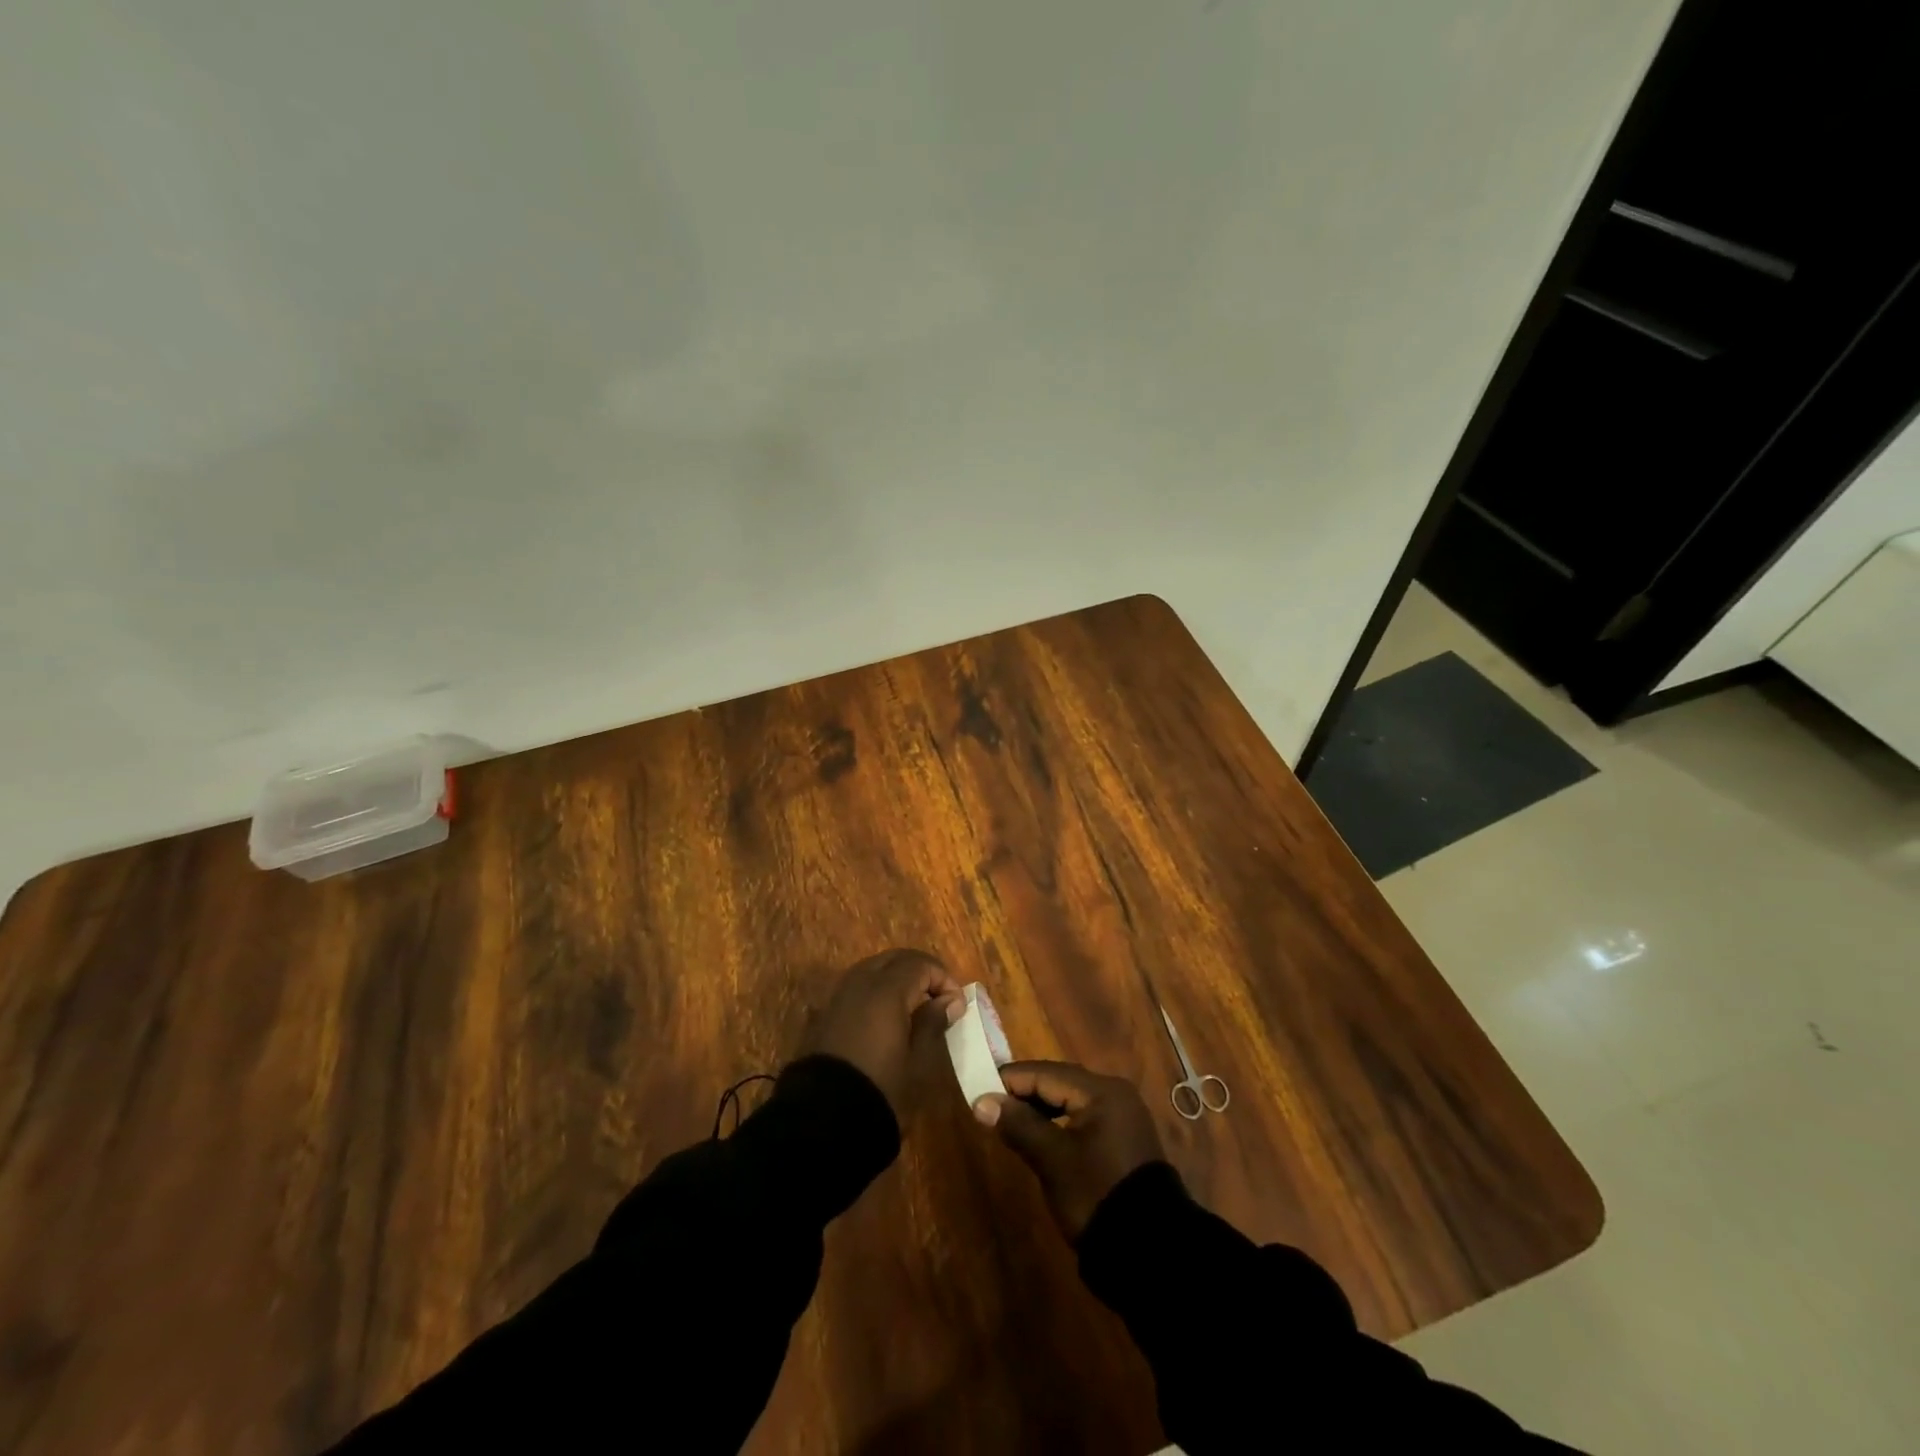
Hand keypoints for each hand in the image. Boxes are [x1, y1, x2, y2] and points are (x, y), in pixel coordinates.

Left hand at [803, 950, 961, 1116]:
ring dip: (895, 978)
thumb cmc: (881, 1090)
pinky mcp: (823, 1014)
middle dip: (919, 971)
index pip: (920, 964)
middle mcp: (859, 982)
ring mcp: (837, 996)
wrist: (823, 1122)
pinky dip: (874, 991)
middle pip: (894, 959)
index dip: (943, 978)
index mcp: (886, 989)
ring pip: (871, 969)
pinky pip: (854, 988)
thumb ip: (933, 1023)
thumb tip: (949, 1000)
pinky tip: (883, 1017)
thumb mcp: (918, 1061)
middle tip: (938, 997)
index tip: (957, 1005)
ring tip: (913, 1005)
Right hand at [974, 1061, 1164, 1239]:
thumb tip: (981, 1102)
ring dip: (1039, 1109)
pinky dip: (1058, 1123)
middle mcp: (1114, 1093)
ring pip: (1070, 1100)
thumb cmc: (1096, 1194)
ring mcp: (1121, 1117)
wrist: (1150, 1251)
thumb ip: (1018, 1125)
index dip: (1010, 1080)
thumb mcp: (1053, 1159)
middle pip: (1059, 1082)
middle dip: (1024, 1093)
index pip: (1045, 1073)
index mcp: (1101, 1090)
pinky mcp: (1121, 1139)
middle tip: (990, 1107)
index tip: (978, 1090)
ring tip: (1009, 1122)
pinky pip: (1082, 1118)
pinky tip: (1040, 1137)